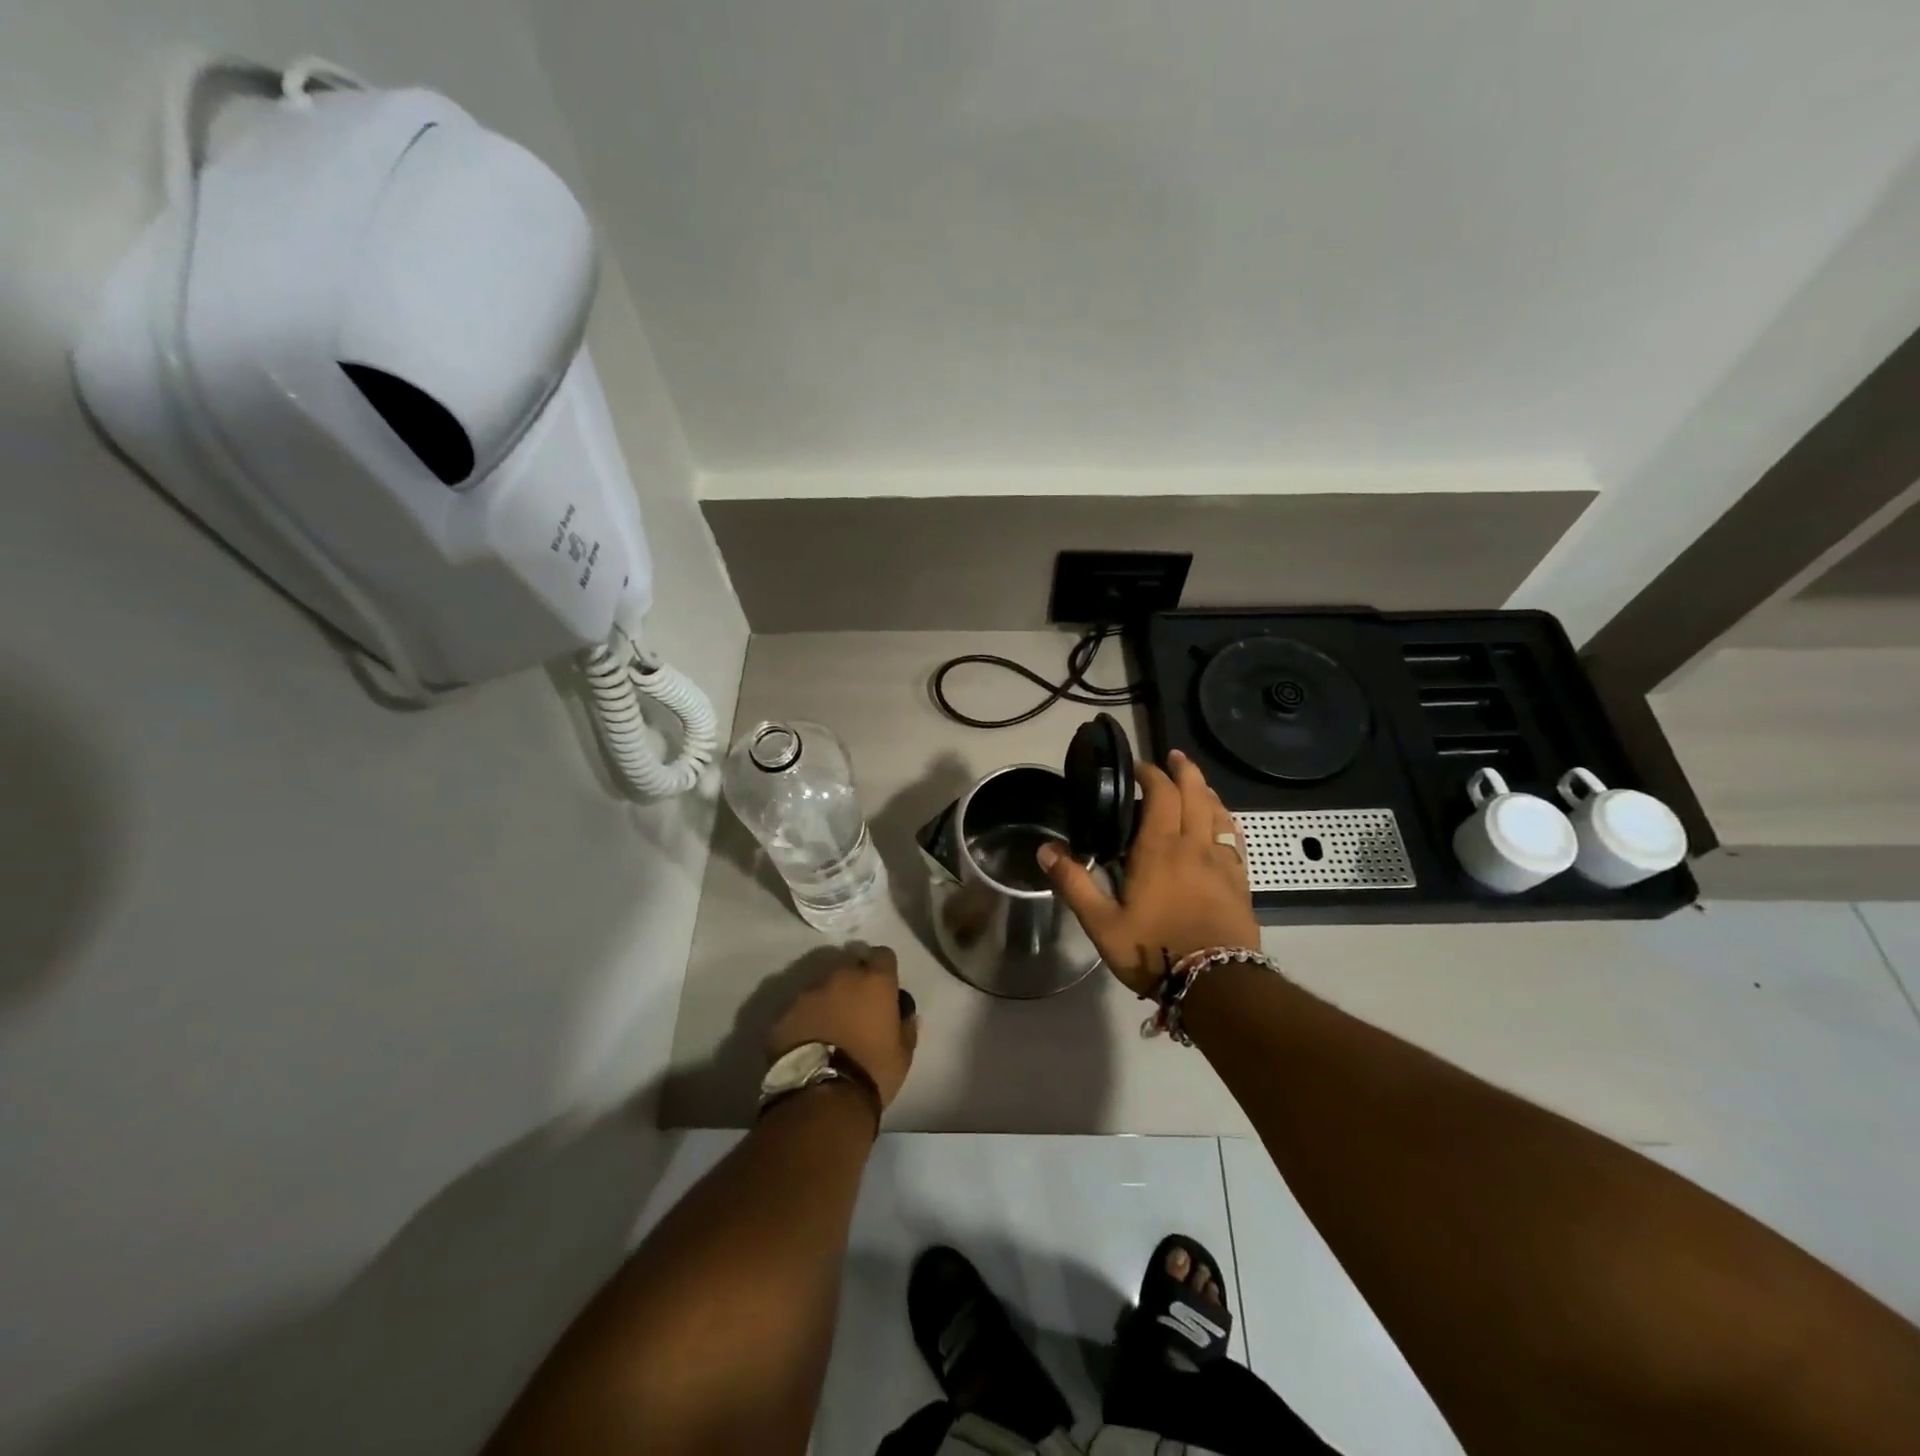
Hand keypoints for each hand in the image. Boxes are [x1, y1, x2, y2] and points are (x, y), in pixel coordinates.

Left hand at [766, 945, 917, 1108]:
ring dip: (826, 998)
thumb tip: (906, 1014)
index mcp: (874, 981)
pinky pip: (797, 1007)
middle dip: (852, 980)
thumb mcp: (903, 1054)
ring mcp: (807, 991)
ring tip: (827, 1025)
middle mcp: (840, 976)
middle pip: (848, 965)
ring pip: (820, 984)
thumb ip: (906, 1026)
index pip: (883, 955)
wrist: (822, 1097)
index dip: (883, 969)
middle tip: (854, 1007)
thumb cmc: (872, 1071)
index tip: (882, 987)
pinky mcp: (783, 1012)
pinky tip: (805, 1039)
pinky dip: (803, 1017)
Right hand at [1038, 749, 1261, 996]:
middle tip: (1172, 757)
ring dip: (1205, 790)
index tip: (1137, 767)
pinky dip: (1226, 820)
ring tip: (1195, 782)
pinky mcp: (1240, 881)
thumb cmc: (1155, 950)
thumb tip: (1045, 850)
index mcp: (1159, 849)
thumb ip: (1074, 883)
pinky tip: (1222, 823)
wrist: (1217, 984)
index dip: (1150, 774)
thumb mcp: (1102, 923)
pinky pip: (1235, 838)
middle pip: (1194, 793)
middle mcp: (1193, 845)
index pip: (1160, 794)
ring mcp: (1221, 862)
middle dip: (1183, 770)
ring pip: (1217, 812)